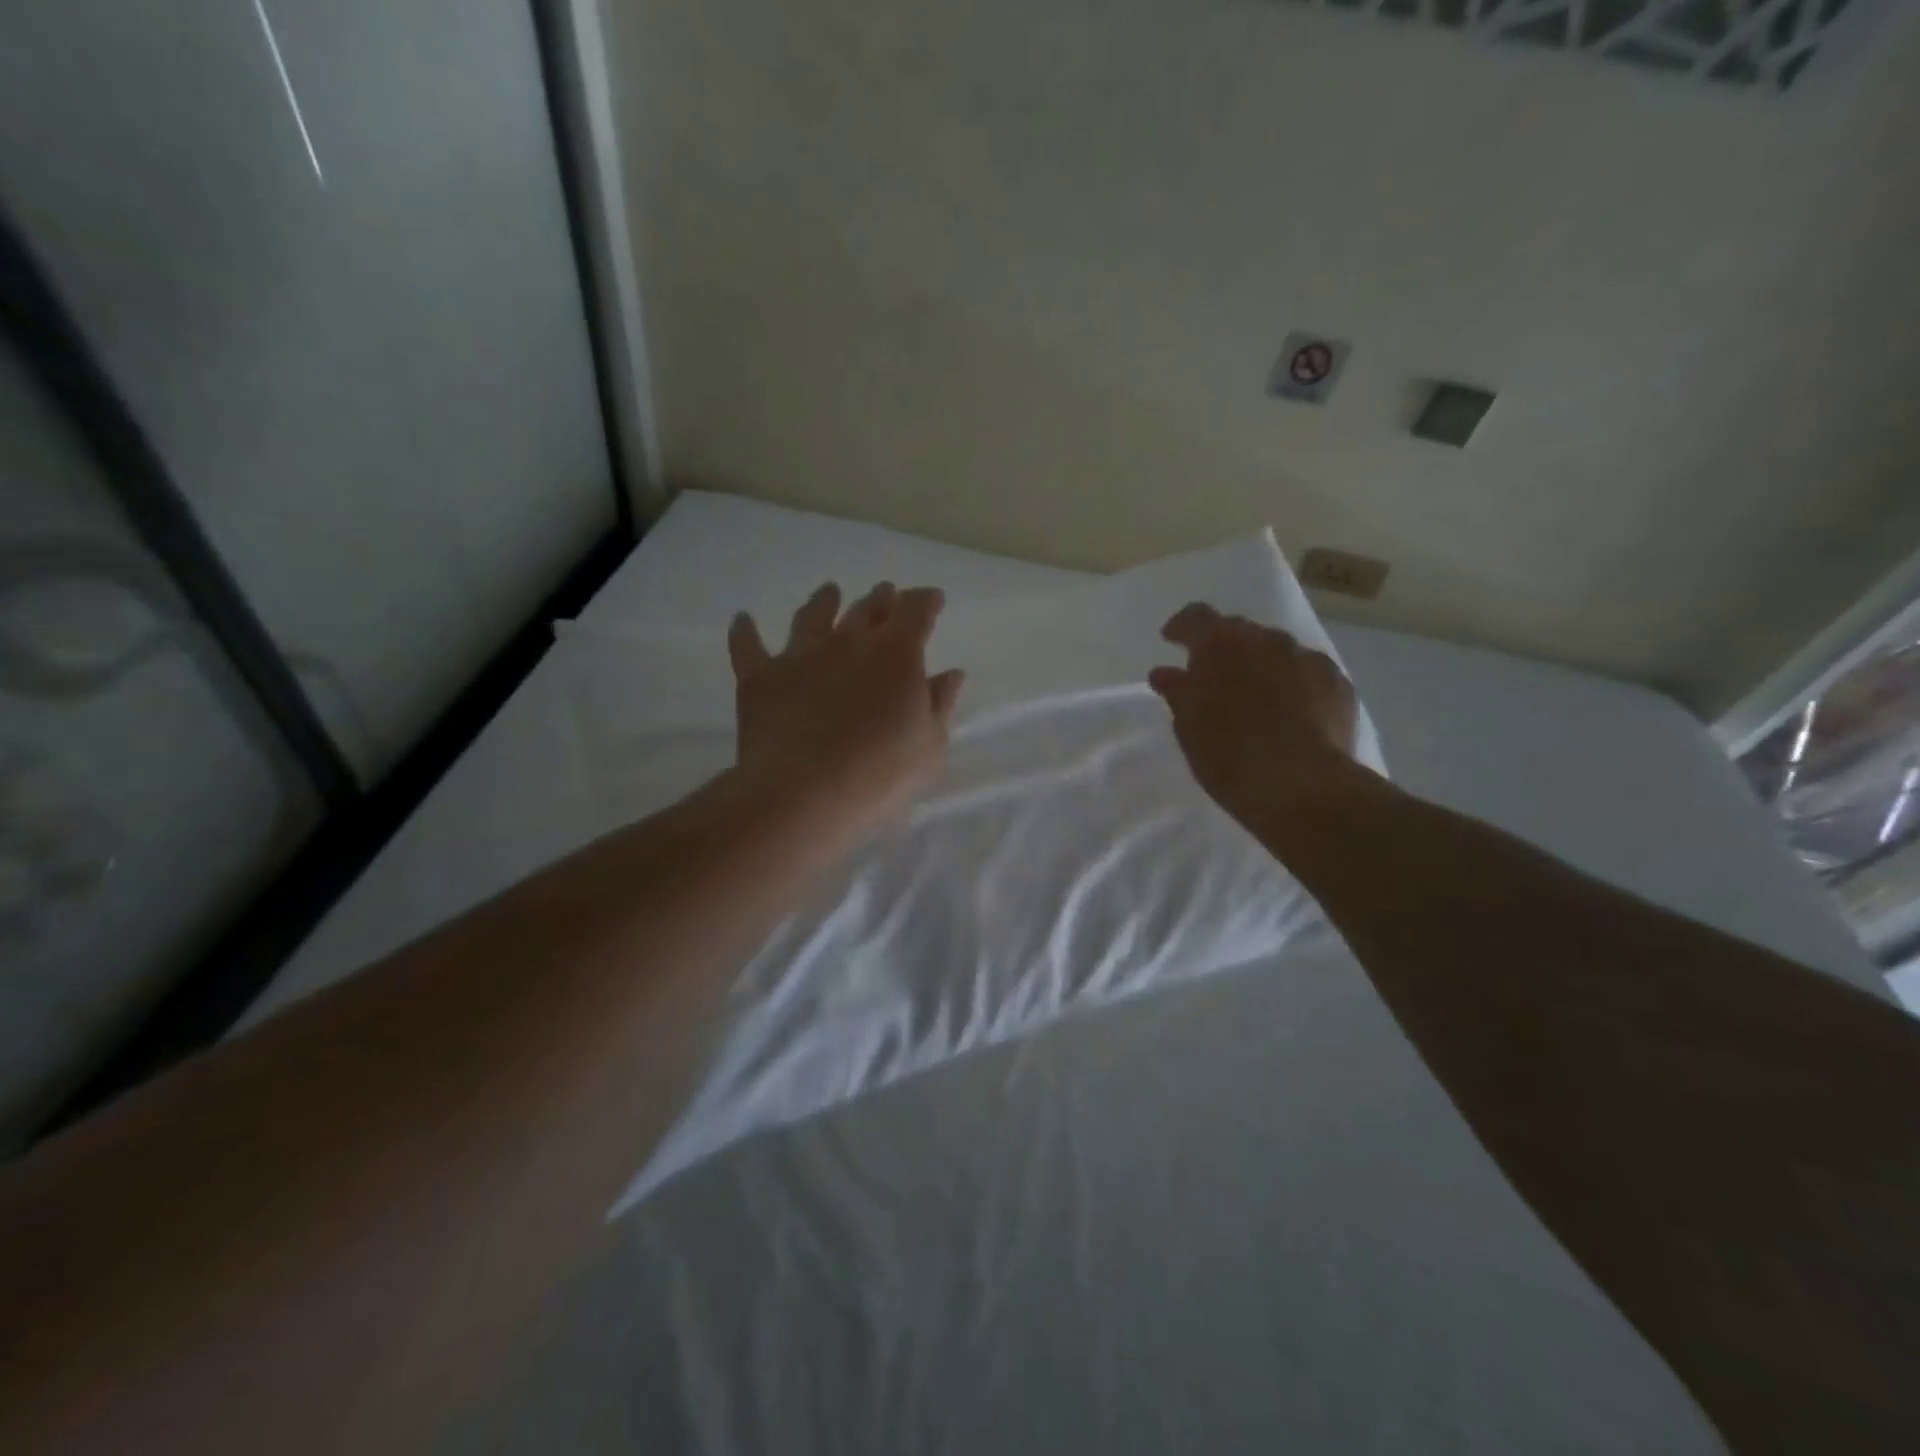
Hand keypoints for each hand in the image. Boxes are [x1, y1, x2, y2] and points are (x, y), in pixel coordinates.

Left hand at [728, 582, 964, 835]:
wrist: (805, 794)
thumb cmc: (880, 774)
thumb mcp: (929, 746)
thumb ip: (940, 704)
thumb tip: (951, 674)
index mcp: (896, 654)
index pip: (916, 611)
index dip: (926, 601)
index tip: (932, 599)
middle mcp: (849, 641)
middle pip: (867, 608)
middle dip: (881, 599)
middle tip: (886, 594)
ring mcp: (801, 655)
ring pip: (813, 615)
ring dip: (824, 601)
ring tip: (829, 592)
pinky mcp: (760, 676)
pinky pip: (748, 645)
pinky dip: (745, 631)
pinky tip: (743, 620)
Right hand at [1148, 603, 1364, 834]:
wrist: (1301, 786)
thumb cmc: (1228, 755)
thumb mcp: (1189, 727)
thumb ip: (1177, 691)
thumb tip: (1166, 673)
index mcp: (1221, 644)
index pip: (1196, 617)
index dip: (1182, 627)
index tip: (1171, 641)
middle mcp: (1266, 639)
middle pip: (1239, 631)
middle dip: (1224, 649)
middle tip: (1214, 678)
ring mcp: (1307, 659)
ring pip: (1277, 651)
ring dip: (1261, 665)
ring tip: (1255, 698)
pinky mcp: (1338, 683)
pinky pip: (1307, 673)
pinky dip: (1294, 685)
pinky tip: (1292, 713)